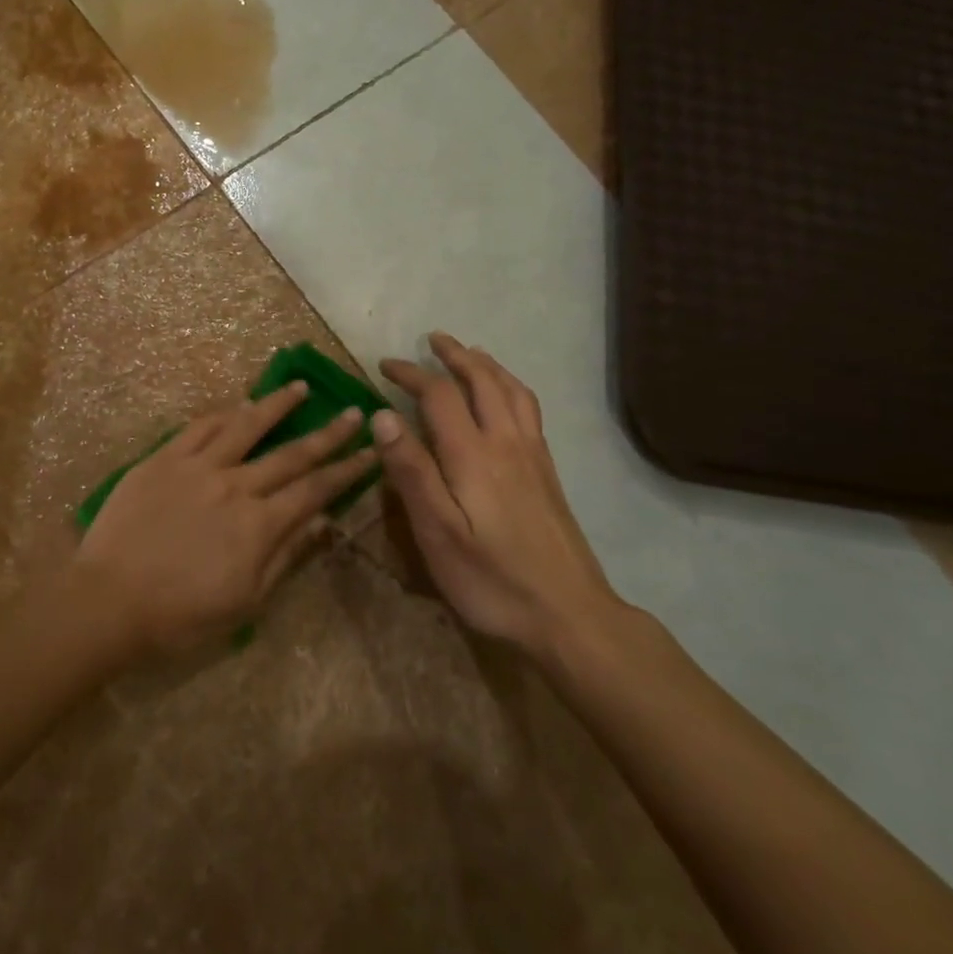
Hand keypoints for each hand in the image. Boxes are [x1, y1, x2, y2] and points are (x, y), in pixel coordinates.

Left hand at [77, 383, 377, 653]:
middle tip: (353, 412)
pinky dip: (224, 412)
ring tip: (299, 387)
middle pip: (291, 453)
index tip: (372, 452)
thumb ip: (285, 556)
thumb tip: (322, 521)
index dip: (347, 470)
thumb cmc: (181, 615)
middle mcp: (235, 485)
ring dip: (276, 405)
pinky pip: (199, 426)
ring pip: (245, 425)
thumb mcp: (245, 601)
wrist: (109, 600)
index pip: (315, 489)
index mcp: (259, 524)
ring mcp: (197, 467)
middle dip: (328, 434)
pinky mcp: (163, 459)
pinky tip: (238, 402)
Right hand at [373, 333, 621, 659]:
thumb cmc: (492, 578)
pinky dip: (511, 387)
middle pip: (484, 381)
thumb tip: (383, 416)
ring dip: (488, 365)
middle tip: (433, 339)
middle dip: (455, 356)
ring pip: (513, 391)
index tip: (385, 365)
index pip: (439, 394)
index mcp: (473, 454)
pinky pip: (529, 410)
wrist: (569, 614)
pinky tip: (506, 400)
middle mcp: (507, 443)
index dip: (411, 373)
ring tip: (470, 354)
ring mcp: (533, 456)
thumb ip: (411, 471)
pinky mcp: (548, 473)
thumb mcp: (436, 532)